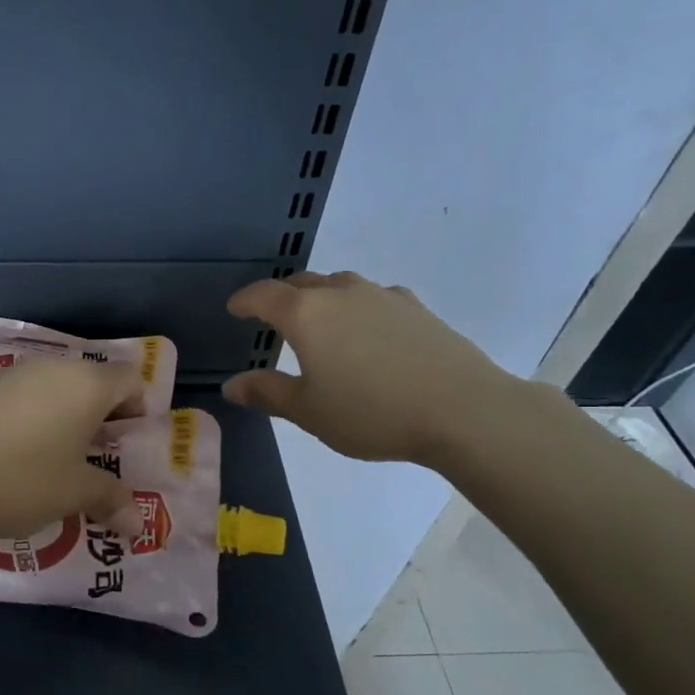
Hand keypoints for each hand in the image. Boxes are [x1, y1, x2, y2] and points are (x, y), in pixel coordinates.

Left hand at [0, 357, 138, 541]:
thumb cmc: (16, 479)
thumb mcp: (70, 494)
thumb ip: (109, 499)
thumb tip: (140, 523)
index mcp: (85, 383)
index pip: (130, 379)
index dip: (139, 410)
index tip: (130, 448)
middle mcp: (51, 368)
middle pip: (92, 384)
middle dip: (102, 421)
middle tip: (100, 463)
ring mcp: (11, 375)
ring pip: (56, 393)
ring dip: (66, 424)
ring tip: (59, 468)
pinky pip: (24, 401)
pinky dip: (34, 424)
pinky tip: (18, 461)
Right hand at [221, 272, 519, 465]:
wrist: (463, 410)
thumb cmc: (372, 412)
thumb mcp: (309, 412)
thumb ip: (267, 393)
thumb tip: (232, 385)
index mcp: (307, 315)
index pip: (264, 295)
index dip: (245, 301)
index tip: (234, 308)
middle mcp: (341, 294)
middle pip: (302, 283)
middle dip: (281, 296)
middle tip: (272, 315)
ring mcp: (383, 296)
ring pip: (340, 285)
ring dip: (321, 298)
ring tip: (319, 321)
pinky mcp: (416, 308)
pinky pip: (373, 298)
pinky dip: (357, 308)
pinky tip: (367, 331)